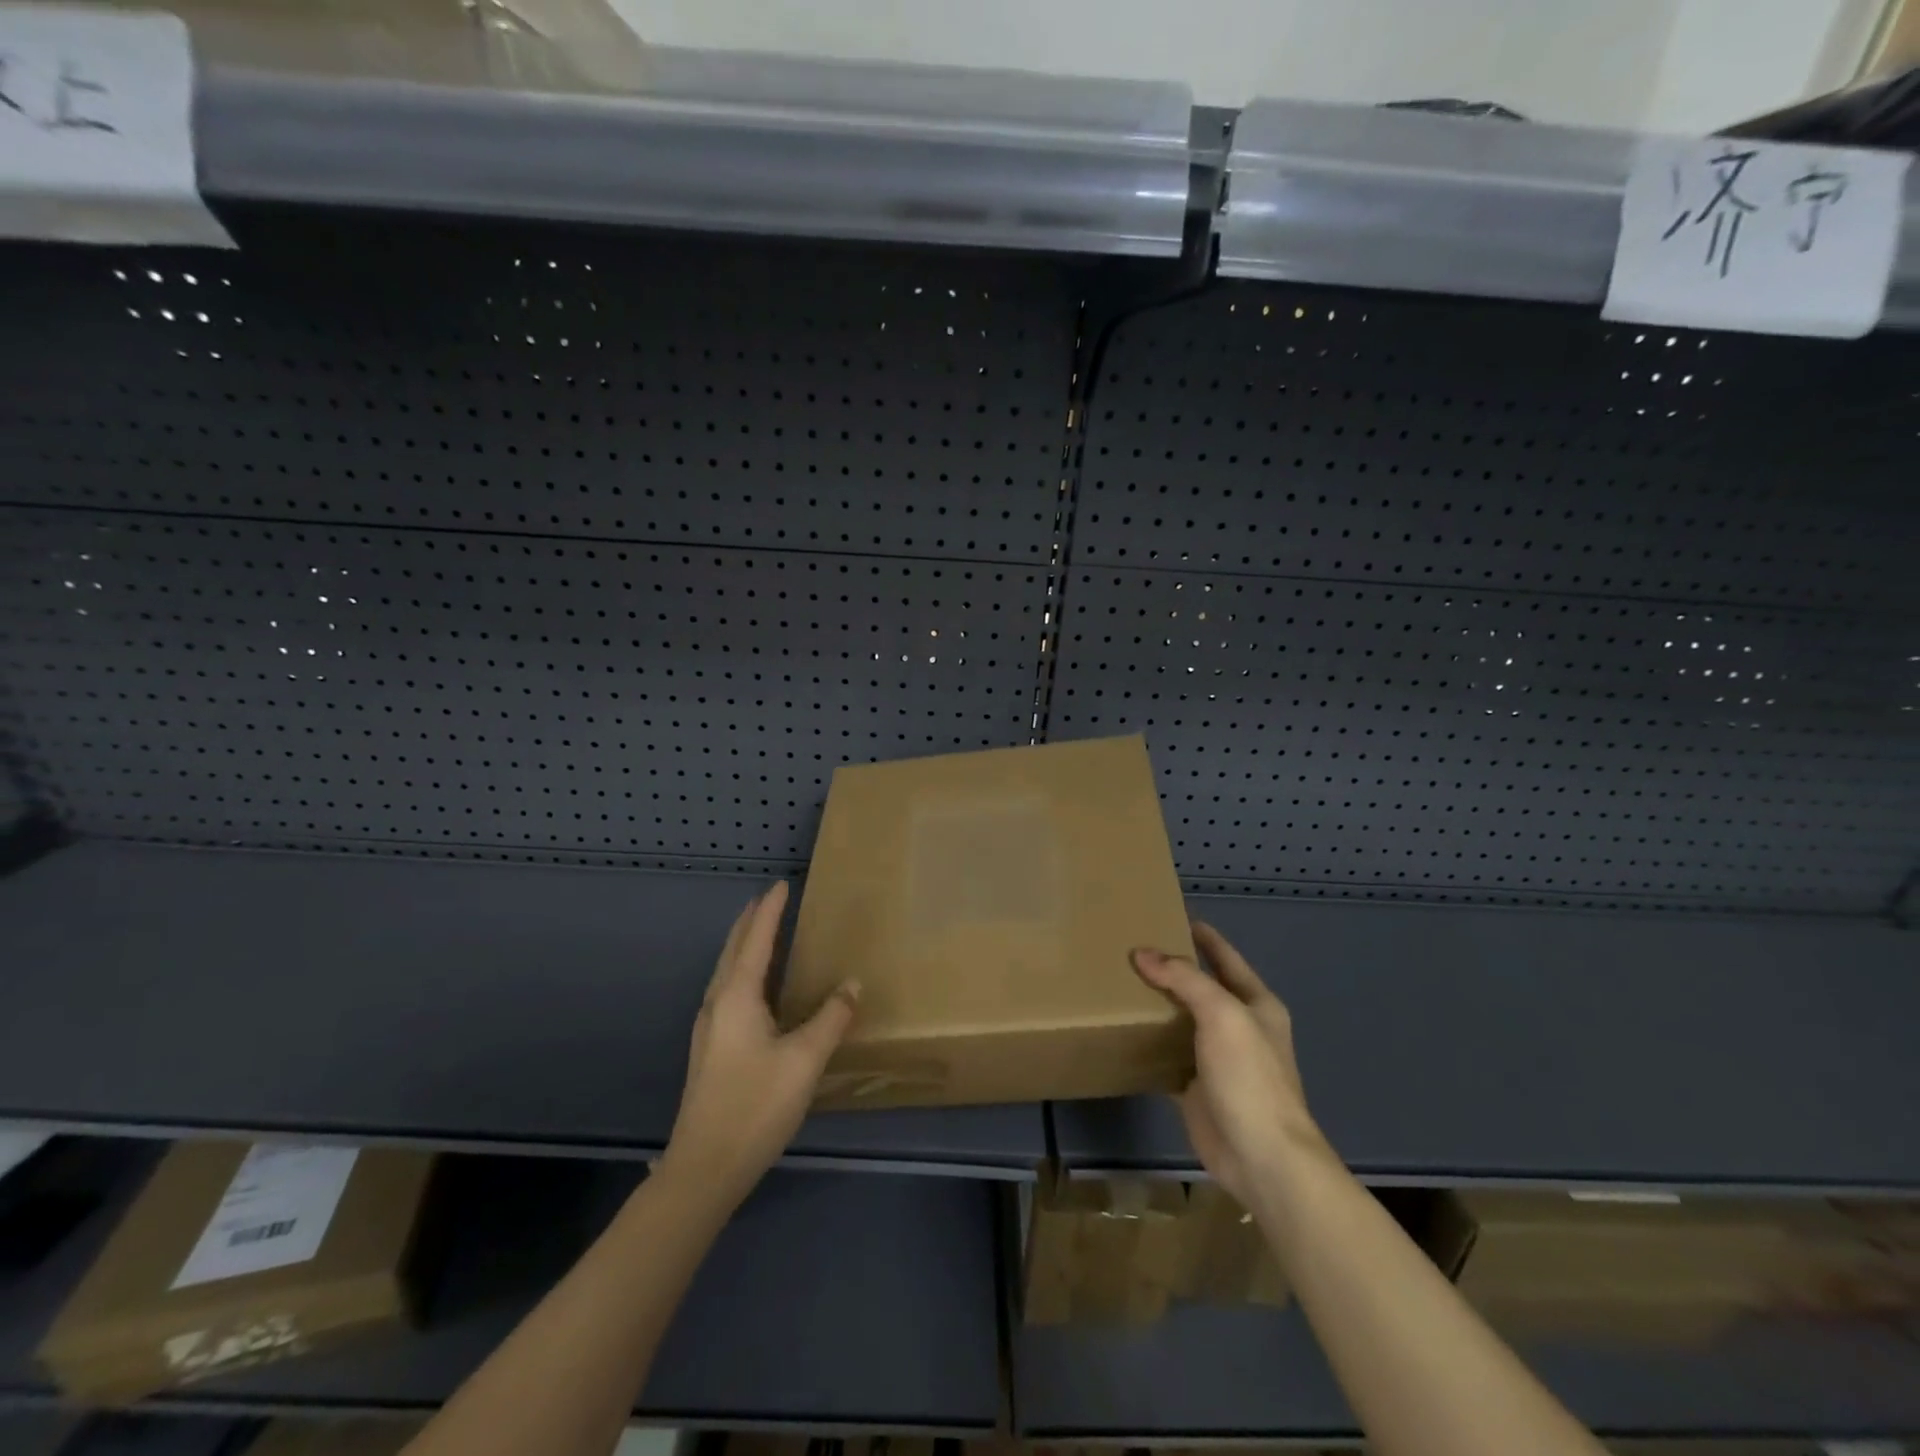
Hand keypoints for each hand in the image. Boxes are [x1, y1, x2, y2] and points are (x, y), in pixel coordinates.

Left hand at [659, 882, 859, 1209]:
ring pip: (726, 972)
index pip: (757, 939)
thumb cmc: (756, 1105)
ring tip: (761, 933)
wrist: (704, 1168)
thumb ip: (831, 1018)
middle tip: (769, 900)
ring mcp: (708, 1028)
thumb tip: (852, 983)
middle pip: (734, 950)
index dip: (770, 911)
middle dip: (751, 922)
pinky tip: (754, 989)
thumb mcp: (805, 1059)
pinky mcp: (710, 1050)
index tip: (781, 884)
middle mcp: (717, 1004)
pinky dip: (742, 971)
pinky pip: (727, 991)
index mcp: (737, 996)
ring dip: (743, 946)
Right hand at [1132, 922, 1327, 1209]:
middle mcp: (1238, 1027)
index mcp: (1256, 1004)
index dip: (1203, 936)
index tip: (1172, 915)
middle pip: (1201, 987)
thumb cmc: (1250, 1077)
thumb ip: (1183, 979)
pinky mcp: (1195, 1086)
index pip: (1226, 958)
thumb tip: (1142, 953)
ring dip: (1156, 1004)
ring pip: (1182, 1020)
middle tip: (1130, 946)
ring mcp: (1217, 1058)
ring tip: (1118, 981)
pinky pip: (1167, 1054)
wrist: (1262, 1157)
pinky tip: (1122, 1028)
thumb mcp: (1222, 1014)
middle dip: (1171, 968)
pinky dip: (1147, 1041)